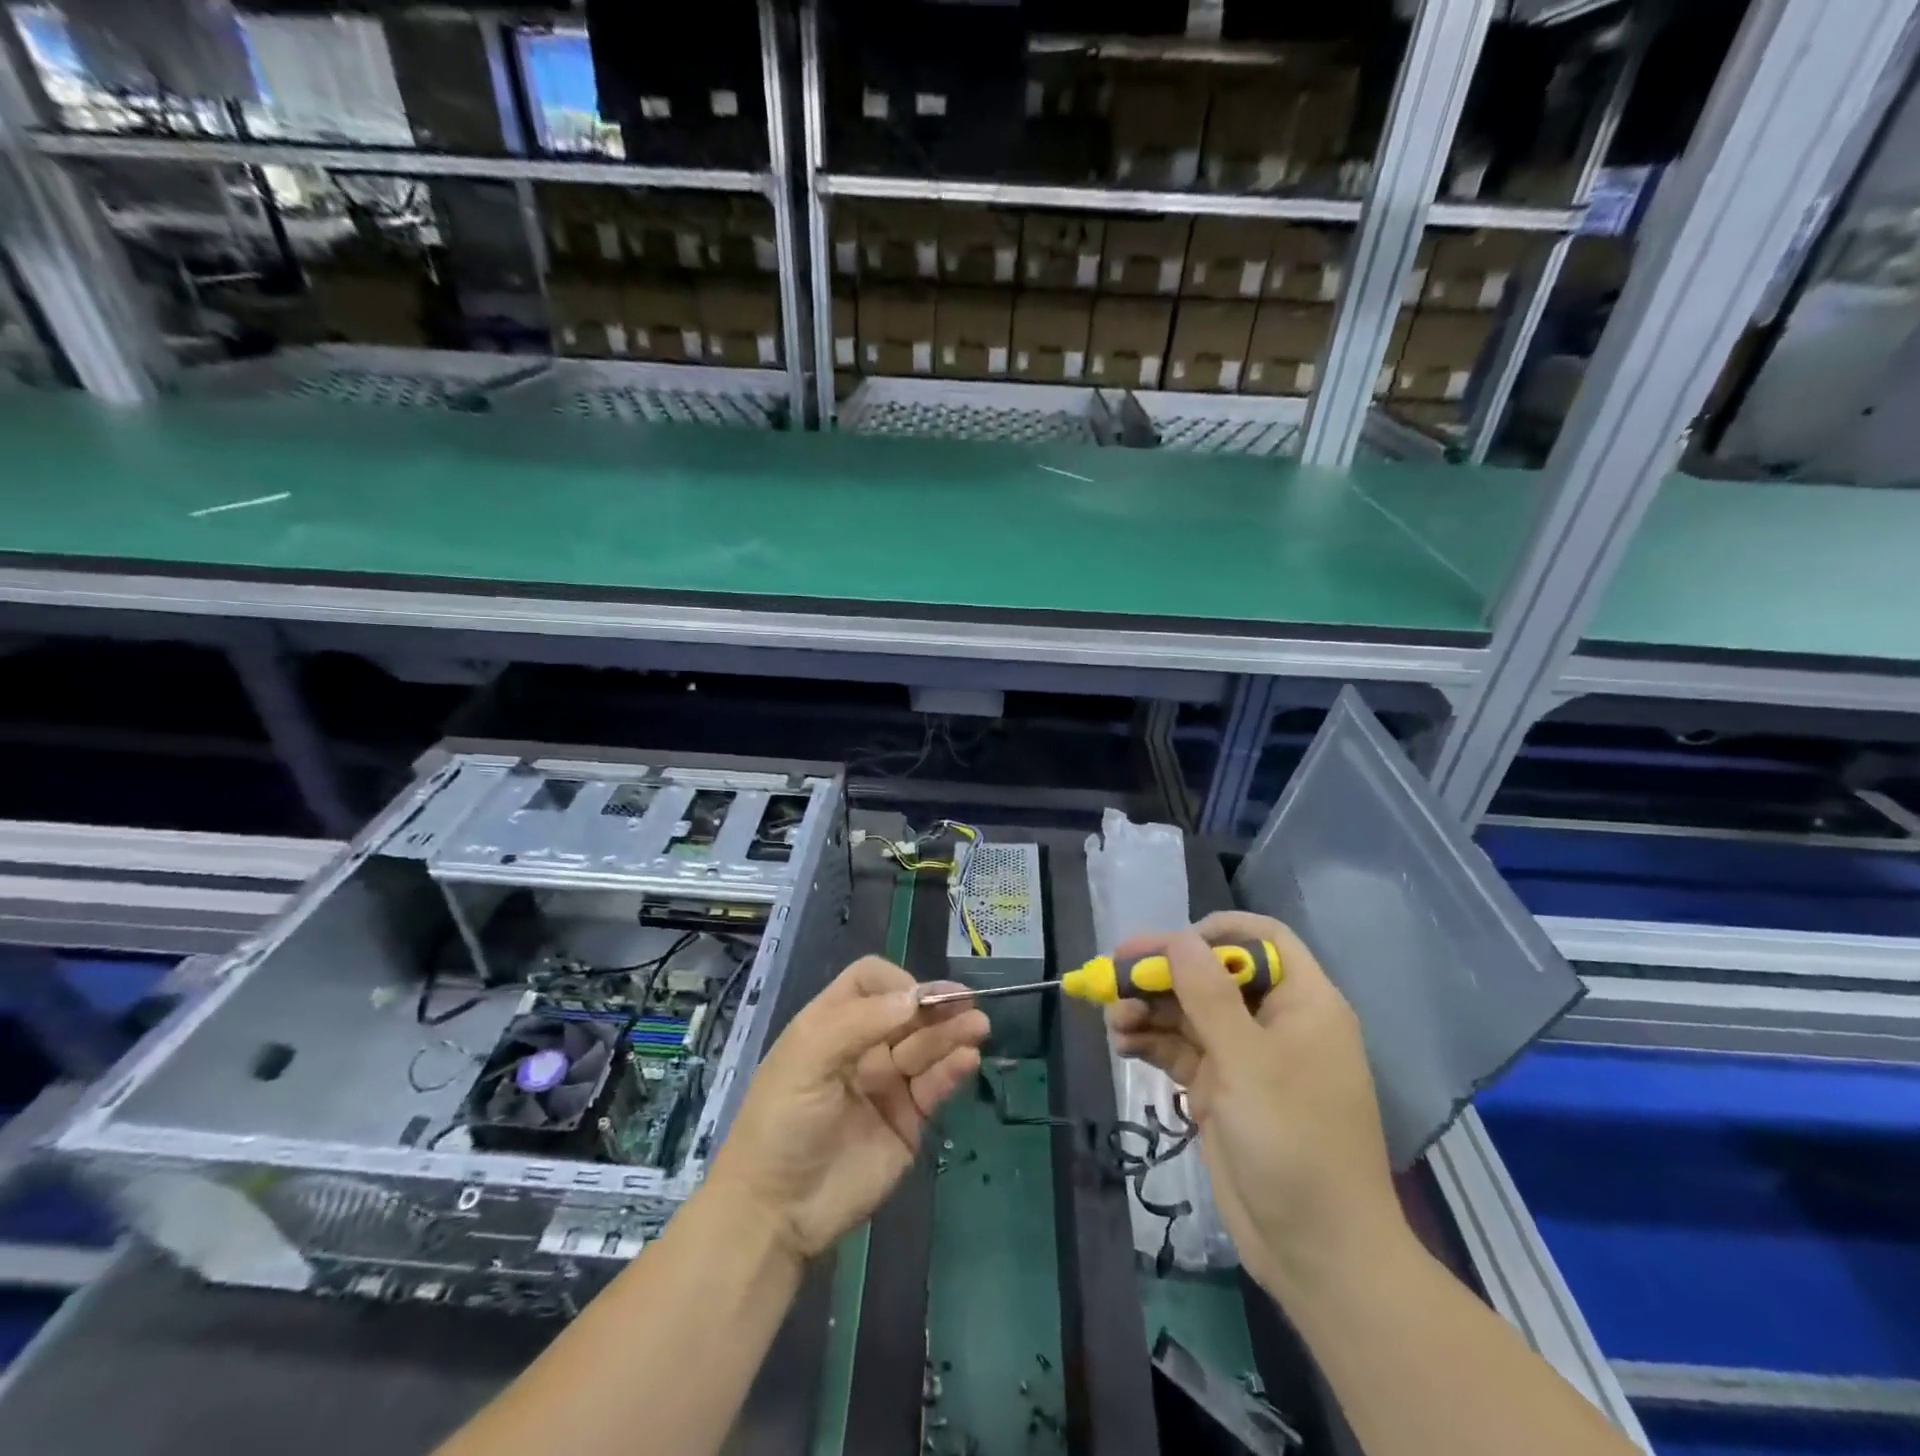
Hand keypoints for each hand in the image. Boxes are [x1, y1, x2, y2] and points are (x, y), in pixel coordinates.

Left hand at [708, 956, 988, 1261]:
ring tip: (978, 1026)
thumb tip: (914, 996)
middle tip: (967, 1003)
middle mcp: (864, 1046)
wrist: (775, 1212)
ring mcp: (888, 1083)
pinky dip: (953, 1069)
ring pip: (927, 1045)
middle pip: (908, 1011)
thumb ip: (859, 1022)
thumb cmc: (781, 1122)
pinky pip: (935, 1085)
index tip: (913, 998)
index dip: (895, 982)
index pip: (871, 982)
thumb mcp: (807, 1059)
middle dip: (935, 1004)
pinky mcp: (908, 1120)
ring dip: (953, 1032)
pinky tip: (968, 1059)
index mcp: (832, 1024)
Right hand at [1105, 913, 1404, 1297]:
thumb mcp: (1248, 1062)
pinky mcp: (1221, 1090)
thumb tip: (1179, 938)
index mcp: (1303, 1004)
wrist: (1318, 1254)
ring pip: (1189, 1011)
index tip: (1170, 945)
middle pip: (1212, 973)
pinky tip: (1122, 1044)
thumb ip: (1209, 995)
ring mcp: (1246, 1058)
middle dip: (1163, 972)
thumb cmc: (1294, 1143)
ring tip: (1113, 1020)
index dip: (1216, 932)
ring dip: (1149, 1008)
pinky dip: (1151, 1042)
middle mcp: (1274, 1022)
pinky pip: (1180, 1049)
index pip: (1262, 939)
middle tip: (1113, 974)